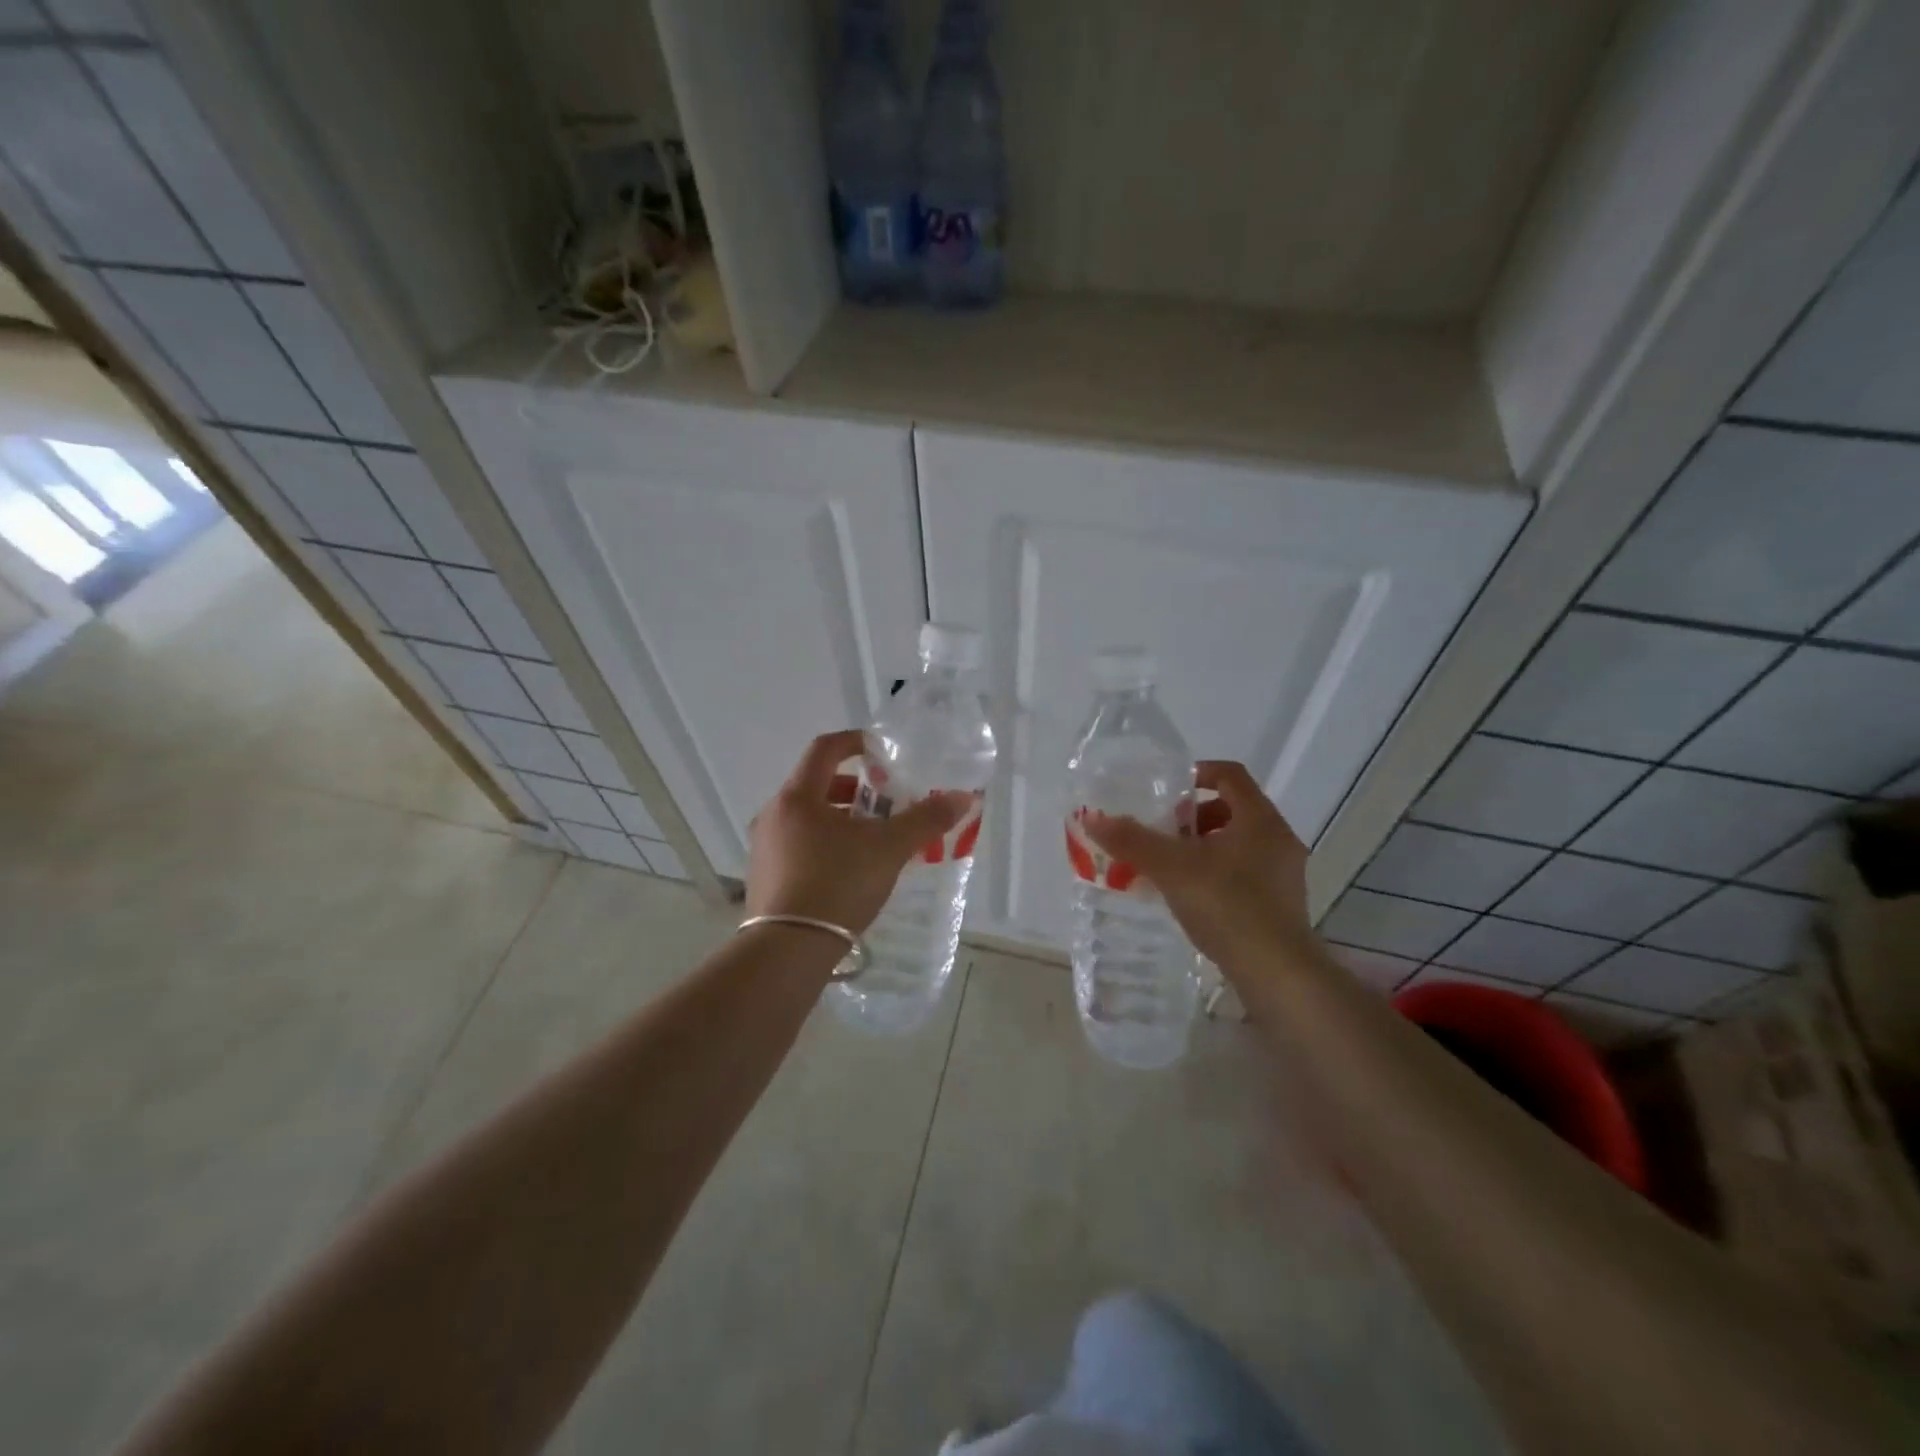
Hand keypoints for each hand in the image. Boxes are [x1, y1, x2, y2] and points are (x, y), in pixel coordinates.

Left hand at [746, 730, 971, 933]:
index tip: (881, 750)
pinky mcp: (763, 879)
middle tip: (885, 804)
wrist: (787, 951)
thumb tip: (964, 797)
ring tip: (872, 840)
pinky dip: (825, 845)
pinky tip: (849, 871)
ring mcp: (764, 849)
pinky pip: (798, 846)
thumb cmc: (837, 884)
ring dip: (840, 820)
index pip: (824, 748)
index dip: (855, 742)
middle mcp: (773, 815)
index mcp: (797, 797)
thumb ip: (926, 820)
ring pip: (807, 819)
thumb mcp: (889, 849)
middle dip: (854, 789)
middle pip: (816, 785)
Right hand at [1081, 761, 1310, 968]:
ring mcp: (1284, 874)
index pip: (1230, 775)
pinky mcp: (1281, 904)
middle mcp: (1278, 839)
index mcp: (1259, 819)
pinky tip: (1191, 896)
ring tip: (1171, 866)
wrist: (1276, 973)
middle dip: (1194, 816)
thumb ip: (1132, 841)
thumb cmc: (1227, 905)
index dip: (1198, 773)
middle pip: (1233, 809)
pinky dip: (1217, 872)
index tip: (1168, 789)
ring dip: (1204, 846)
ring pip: (1239, 843)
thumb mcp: (1171, 868)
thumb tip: (1092, 818)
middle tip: (1163, 832)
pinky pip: (1245, 872)